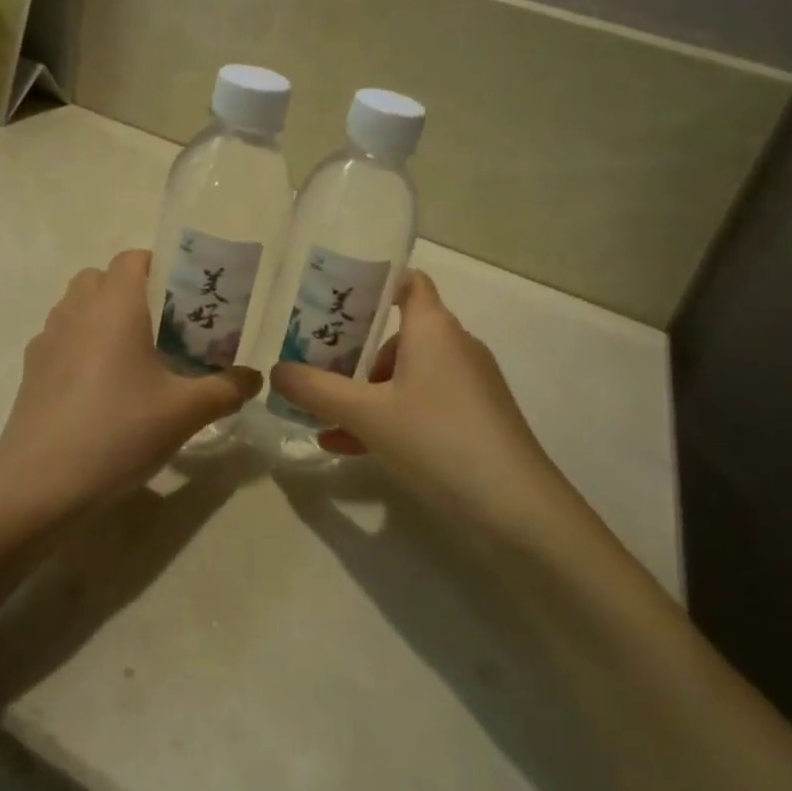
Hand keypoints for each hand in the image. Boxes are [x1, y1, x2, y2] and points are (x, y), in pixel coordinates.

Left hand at [0, 251, 260, 515]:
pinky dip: (81, 345)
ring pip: (77, 306)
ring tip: (133, 357)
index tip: (184, 298)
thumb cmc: (119, 432)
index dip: (160, 267)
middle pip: (102, 278)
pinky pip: (61, 338)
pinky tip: (99, 388)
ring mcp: (47, 339)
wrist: (41, 484)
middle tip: (163, 327)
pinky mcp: (31, 369)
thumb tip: (254, 377)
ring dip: (103, 316)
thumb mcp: (185, 413)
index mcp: (114, 306)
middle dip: (131, 292)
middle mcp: (76, 310)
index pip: (133, 258)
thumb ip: (226, 389)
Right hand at [268, 271, 574, 533]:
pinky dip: (389, 416)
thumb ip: (316, 390)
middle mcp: (454, 345)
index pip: (406, 282)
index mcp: (432, 327)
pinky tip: (351, 447)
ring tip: (324, 418)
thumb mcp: (366, 414)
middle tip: (312, 368)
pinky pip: (423, 403)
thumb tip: (275, 371)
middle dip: (353, 351)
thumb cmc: (436, 439)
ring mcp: (469, 384)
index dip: (371, 283)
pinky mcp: (476, 418)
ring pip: (407, 374)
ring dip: (365, 392)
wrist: (516, 508)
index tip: (331, 300)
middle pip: (397, 332)